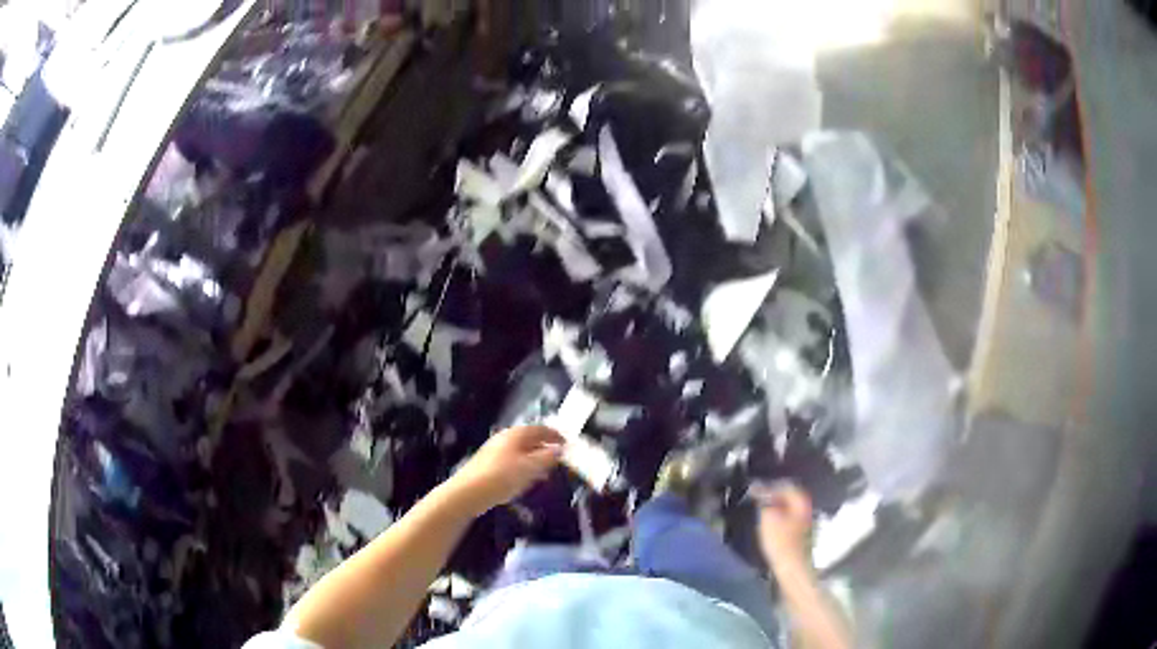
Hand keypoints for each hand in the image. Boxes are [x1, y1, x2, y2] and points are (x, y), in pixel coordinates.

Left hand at [449, 426, 563, 514]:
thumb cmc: (503, 476)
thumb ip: (548, 457)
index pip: (542, 429)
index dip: (556, 436)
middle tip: (559, 459)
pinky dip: (524, 466)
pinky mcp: (488, 464)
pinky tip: (526, 480)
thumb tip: (561, 449)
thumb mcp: (531, 467)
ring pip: (521, 450)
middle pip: (530, 438)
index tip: (568, 445)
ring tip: (546, 471)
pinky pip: (512, 460)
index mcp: (517, 434)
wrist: (469, 492)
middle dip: (545, 447)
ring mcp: (495, 450)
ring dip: (535, 458)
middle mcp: (506, 437)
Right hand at [752, 482, 813, 564]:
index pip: (784, 485)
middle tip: (756, 499)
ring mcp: (805, 520)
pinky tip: (769, 522)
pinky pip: (788, 517)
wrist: (791, 565)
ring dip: (775, 506)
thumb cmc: (780, 541)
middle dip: (772, 495)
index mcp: (801, 501)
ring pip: (788, 507)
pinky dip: (778, 515)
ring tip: (760, 510)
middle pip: (789, 495)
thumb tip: (760, 491)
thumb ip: (764, 501)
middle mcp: (806, 507)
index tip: (753, 491)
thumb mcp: (768, 517)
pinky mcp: (800, 532)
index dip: (768, 486)